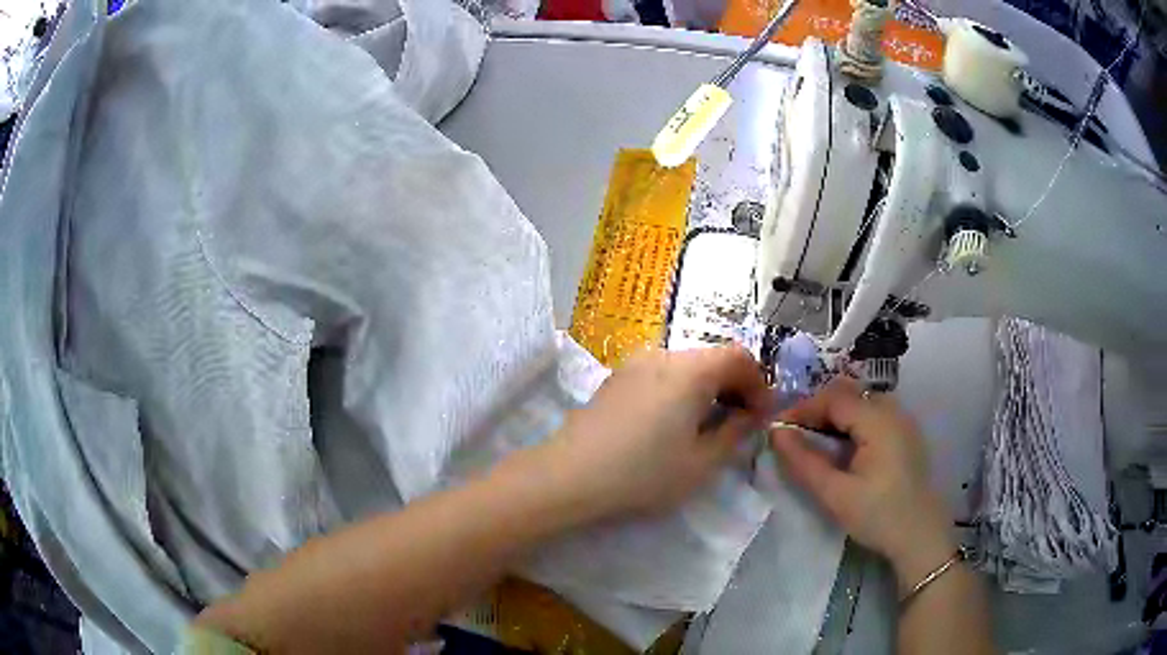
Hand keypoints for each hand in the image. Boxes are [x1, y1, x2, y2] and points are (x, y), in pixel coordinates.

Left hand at [534, 346, 771, 519]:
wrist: (570, 476)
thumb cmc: (643, 473)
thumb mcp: (702, 462)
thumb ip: (736, 432)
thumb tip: (753, 414)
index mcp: (690, 370)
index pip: (739, 357)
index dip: (758, 384)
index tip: (760, 416)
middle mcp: (663, 355)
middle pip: (712, 357)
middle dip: (734, 386)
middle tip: (739, 423)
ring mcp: (635, 363)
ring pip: (686, 365)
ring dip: (707, 388)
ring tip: (706, 426)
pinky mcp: (616, 378)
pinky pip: (661, 373)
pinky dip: (680, 389)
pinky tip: (671, 423)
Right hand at [769, 378, 955, 591]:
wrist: (920, 536)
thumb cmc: (878, 516)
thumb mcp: (836, 494)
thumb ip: (804, 462)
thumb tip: (777, 433)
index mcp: (878, 421)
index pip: (833, 398)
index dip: (802, 409)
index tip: (778, 430)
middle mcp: (893, 411)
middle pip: (848, 394)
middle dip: (818, 410)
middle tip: (795, 436)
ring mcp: (903, 421)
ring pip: (861, 402)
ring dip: (835, 416)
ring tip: (815, 442)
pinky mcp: (907, 434)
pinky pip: (874, 414)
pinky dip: (852, 423)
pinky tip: (843, 449)